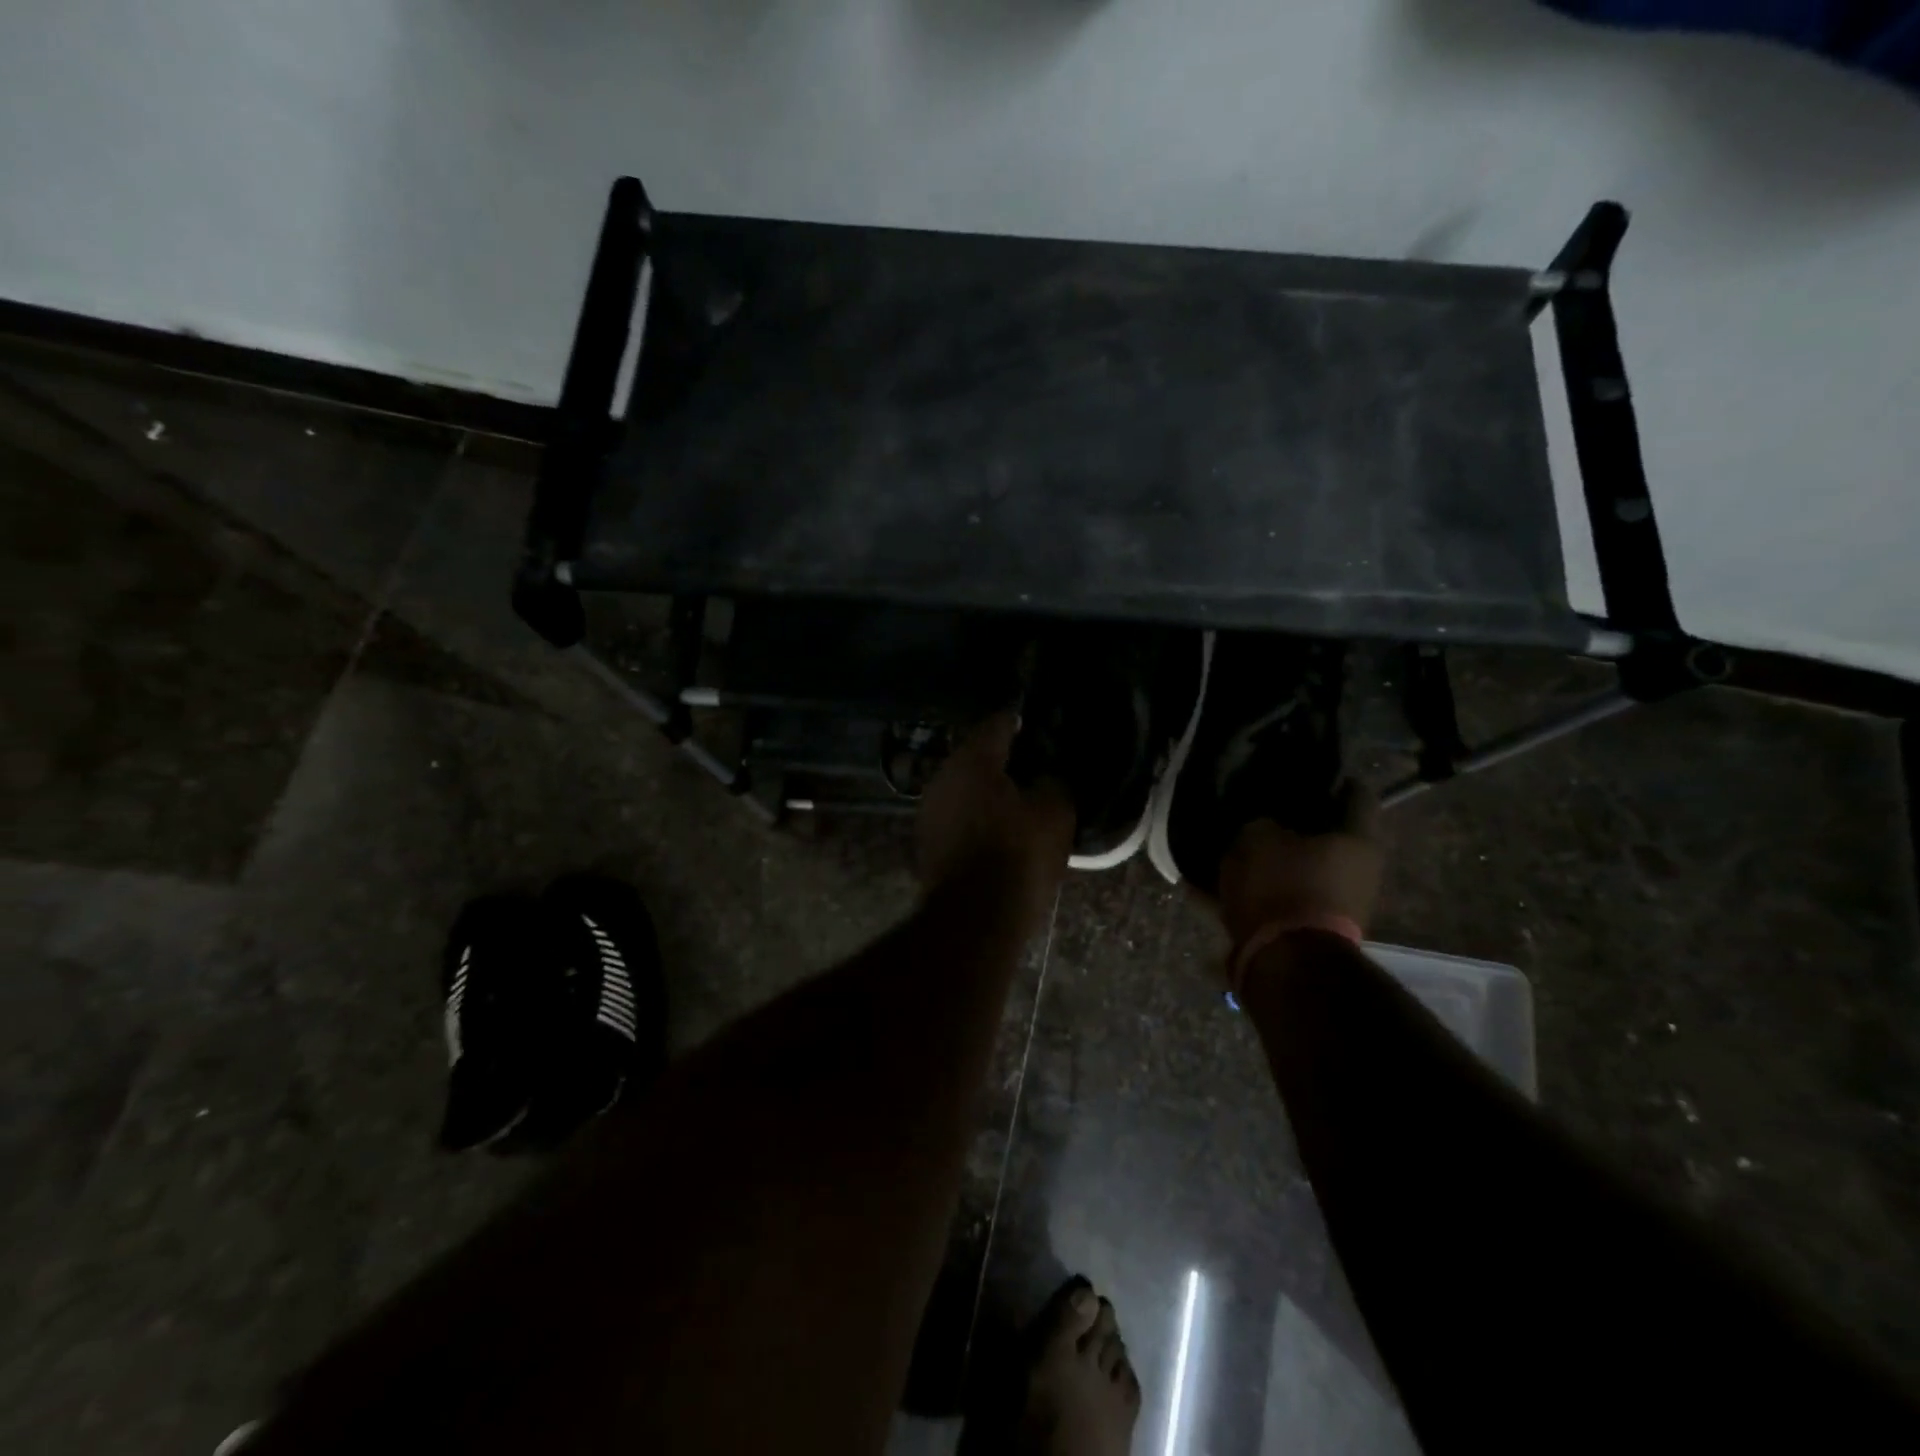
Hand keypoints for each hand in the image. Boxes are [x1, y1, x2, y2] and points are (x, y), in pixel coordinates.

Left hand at [917, 712, 1075, 930]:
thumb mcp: (1054, 813)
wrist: (973, 920)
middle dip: (1006, 759)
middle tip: (1037, 766)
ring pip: (966, 788)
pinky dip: (979, 816)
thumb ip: (1053, 782)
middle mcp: (942, 777)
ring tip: (1022, 799)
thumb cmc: (1017, 856)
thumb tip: (1047, 776)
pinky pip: (959, 816)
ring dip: (990, 790)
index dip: (1023, 722)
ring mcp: (929, 811)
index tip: (1042, 726)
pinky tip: (1001, 829)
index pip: (999, 723)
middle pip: (978, 756)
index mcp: (972, 760)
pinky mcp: (928, 842)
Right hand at [1215, 781, 1381, 949]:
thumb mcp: (1257, 838)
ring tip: (1228, 847)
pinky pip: (1278, 900)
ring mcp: (1337, 904)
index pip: (1355, 792)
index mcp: (1358, 840)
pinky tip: (1208, 888)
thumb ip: (1261, 822)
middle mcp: (1359, 871)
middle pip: (1327, 835)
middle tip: (1259, 807)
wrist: (1285, 963)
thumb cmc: (1282, 885)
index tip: (1299, 771)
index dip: (1328, 778)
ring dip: (1271, 860)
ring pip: (1300, 869)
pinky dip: (1252, 892)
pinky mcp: (1309, 931)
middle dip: (1294, 823)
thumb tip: (1264, 824)